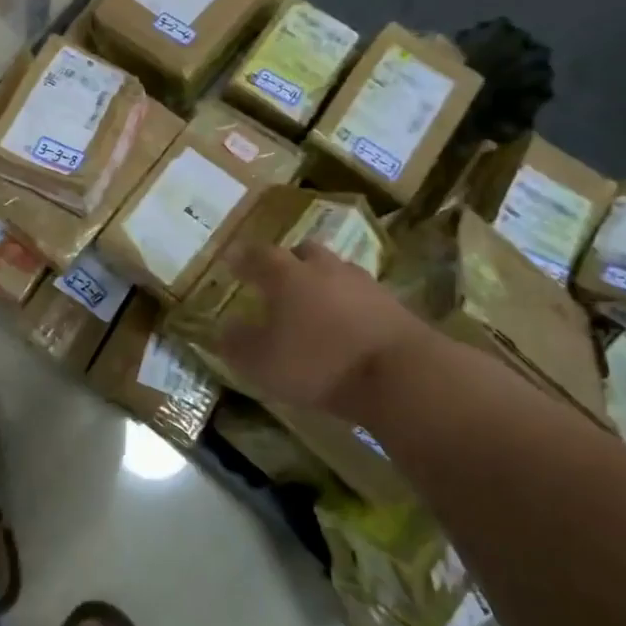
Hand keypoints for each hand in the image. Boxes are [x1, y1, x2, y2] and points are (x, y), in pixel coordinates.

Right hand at [219, 243, 434, 415]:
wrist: (401, 373)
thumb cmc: (319, 363)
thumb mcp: (263, 363)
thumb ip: (238, 344)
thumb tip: (224, 328)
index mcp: (286, 275)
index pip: (258, 255)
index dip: (243, 258)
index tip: (232, 262)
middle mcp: (323, 268)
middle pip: (302, 251)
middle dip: (289, 261)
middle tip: (279, 279)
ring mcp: (362, 283)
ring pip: (335, 271)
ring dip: (322, 281)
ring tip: (315, 304)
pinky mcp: (393, 304)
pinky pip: (362, 295)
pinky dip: (350, 304)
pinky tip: (347, 325)